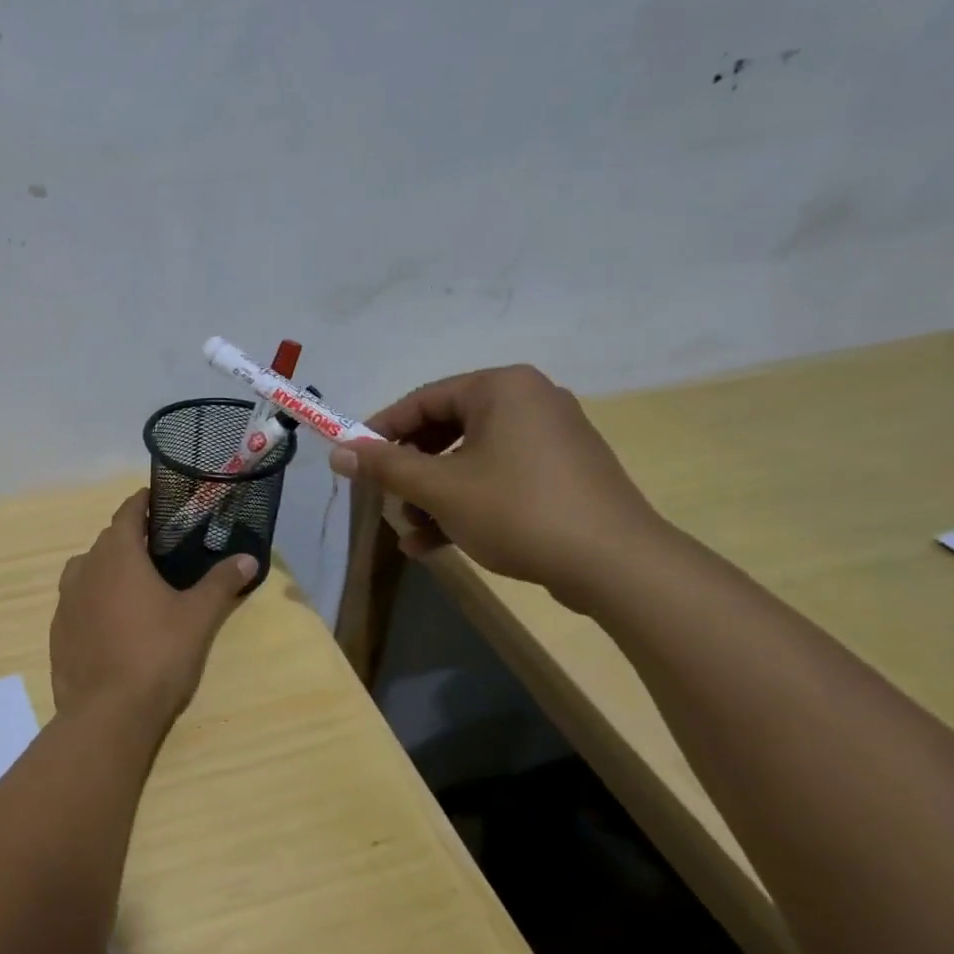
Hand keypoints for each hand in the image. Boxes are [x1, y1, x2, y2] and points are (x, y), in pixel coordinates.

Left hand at [50, 490, 257, 737]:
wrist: (107, 713)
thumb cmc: (157, 654)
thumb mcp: (198, 617)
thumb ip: (221, 583)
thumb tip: (249, 558)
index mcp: (118, 555)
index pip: (128, 512)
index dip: (143, 503)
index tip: (160, 501)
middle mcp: (85, 569)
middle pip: (108, 540)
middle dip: (131, 538)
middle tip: (161, 548)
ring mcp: (66, 601)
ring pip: (88, 569)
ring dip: (108, 568)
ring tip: (135, 585)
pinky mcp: (58, 631)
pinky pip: (77, 601)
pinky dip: (94, 599)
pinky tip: (113, 622)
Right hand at [328, 364, 669, 608]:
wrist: (616, 565)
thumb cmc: (517, 510)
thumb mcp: (439, 488)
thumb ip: (385, 466)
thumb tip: (337, 451)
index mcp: (501, 388)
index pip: (422, 400)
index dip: (381, 432)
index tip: (354, 462)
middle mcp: (529, 401)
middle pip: (445, 430)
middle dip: (410, 472)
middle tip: (385, 499)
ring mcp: (551, 438)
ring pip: (470, 460)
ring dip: (432, 496)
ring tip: (409, 533)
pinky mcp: (562, 474)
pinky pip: (498, 478)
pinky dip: (466, 504)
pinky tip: (435, 543)